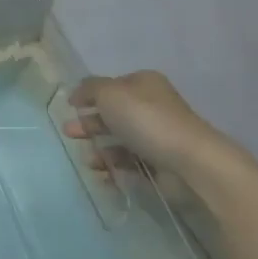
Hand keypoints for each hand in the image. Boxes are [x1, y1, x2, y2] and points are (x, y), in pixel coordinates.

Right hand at [65, 70, 224, 181]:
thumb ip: (89, 89)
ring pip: (119, 140)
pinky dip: (114, 167)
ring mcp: (156, 135)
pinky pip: (130, 162)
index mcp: (143, 84)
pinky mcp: (159, 161)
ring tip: (89, 161)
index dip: (89, 95)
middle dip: (89, 124)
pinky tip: (103, 174)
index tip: (71, 108)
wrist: (188, 160)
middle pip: (112, 113)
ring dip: (99, 149)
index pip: (111, 86)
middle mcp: (151, 106)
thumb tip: (78, 93)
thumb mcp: (110, 93)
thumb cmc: (145, 119)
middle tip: (69, 133)